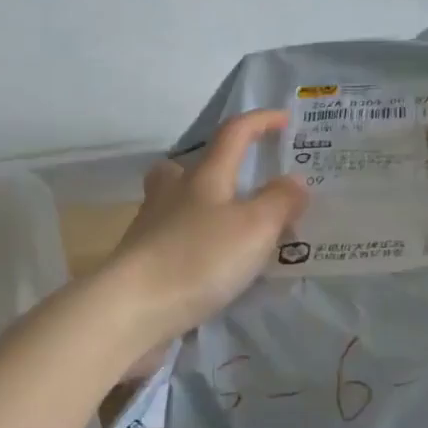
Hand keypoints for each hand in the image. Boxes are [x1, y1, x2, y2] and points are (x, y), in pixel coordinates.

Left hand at [103, 110, 308, 363]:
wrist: (133, 307)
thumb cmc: (198, 258)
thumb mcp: (254, 228)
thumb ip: (279, 202)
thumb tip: (295, 180)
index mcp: (202, 176)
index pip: (233, 134)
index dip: (259, 122)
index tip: (284, 120)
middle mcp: (172, 194)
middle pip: (187, 167)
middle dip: (214, 168)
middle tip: (242, 185)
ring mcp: (151, 227)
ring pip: (177, 204)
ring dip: (203, 209)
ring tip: (234, 232)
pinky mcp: (142, 261)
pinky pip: (174, 239)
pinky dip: (194, 243)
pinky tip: (212, 268)